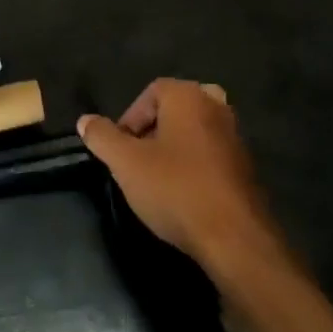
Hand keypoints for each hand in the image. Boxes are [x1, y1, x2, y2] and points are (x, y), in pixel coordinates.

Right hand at [78, 79, 283, 278]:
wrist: (235, 238)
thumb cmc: (176, 190)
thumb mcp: (126, 164)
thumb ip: (102, 137)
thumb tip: (85, 121)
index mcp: (188, 96)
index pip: (151, 92)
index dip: (130, 119)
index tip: (120, 150)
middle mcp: (215, 106)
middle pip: (174, 109)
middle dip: (154, 130)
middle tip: (139, 160)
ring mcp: (235, 136)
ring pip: (195, 131)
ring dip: (175, 148)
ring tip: (158, 179)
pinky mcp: (247, 166)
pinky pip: (212, 154)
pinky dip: (196, 165)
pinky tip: (184, 194)